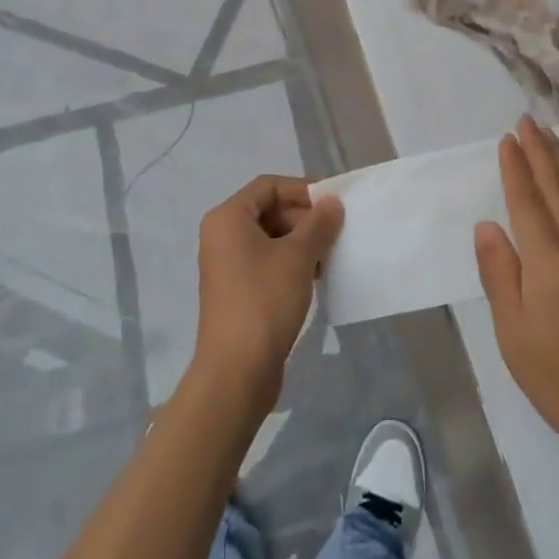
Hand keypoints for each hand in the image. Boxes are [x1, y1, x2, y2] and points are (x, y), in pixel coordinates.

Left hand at [191, 175, 342, 408]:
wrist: (236, 372)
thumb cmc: (264, 302)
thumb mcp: (298, 257)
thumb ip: (319, 224)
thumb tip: (332, 203)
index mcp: (228, 219)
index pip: (268, 186)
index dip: (302, 189)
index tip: (333, 205)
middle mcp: (222, 236)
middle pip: (269, 210)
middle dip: (305, 218)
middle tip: (336, 233)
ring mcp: (228, 265)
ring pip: (271, 238)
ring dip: (302, 242)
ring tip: (331, 256)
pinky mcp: (237, 291)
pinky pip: (267, 262)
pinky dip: (292, 263)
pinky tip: (317, 278)